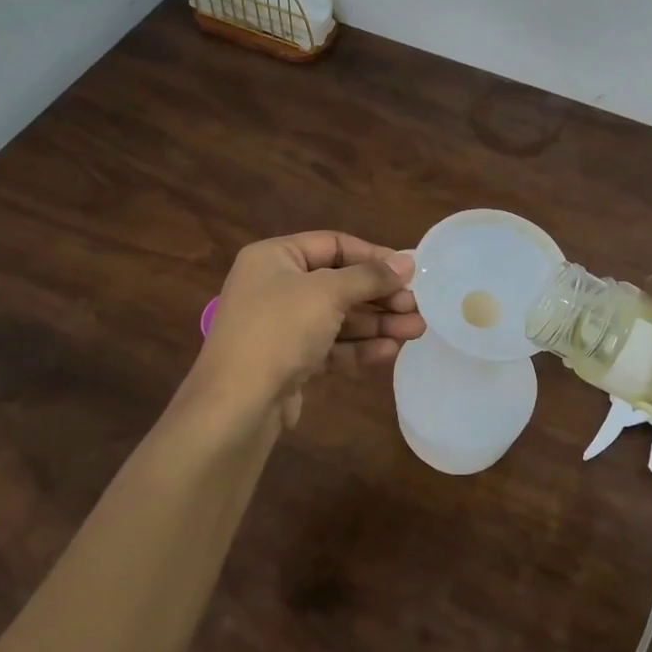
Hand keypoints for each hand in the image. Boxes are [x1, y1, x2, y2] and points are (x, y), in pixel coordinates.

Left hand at [189, 232, 422, 432]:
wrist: (235, 406)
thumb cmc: (279, 331)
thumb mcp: (327, 293)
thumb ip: (369, 276)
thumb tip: (407, 261)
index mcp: (275, 257)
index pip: (333, 244)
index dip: (373, 256)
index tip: (409, 270)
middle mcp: (276, 286)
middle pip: (340, 282)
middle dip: (380, 295)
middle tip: (416, 306)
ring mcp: (281, 326)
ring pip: (339, 317)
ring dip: (378, 323)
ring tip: (416, 330)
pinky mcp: (289, 360)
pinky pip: (331, 345)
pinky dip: (360, 347)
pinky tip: (390, 351)